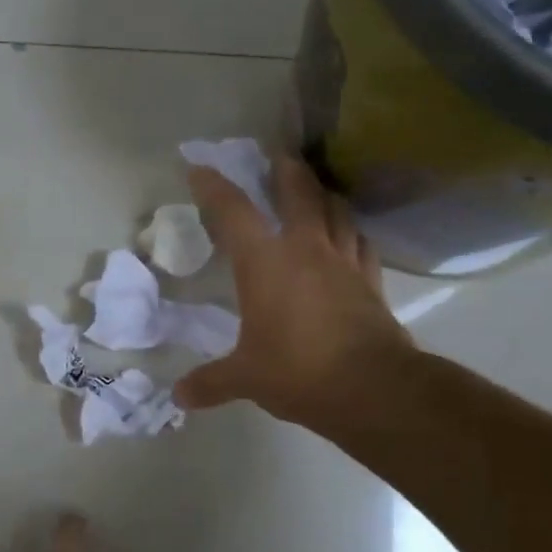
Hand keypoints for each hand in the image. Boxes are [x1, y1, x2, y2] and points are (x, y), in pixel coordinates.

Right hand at [174, 153, 414, 434]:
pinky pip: (362, 243)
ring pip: (336, 209)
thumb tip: (178, 396)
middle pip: (297, 191)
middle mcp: (305, 249)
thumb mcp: (246, 378)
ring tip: (315, 188)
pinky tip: (350, 233)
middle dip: (284, 169)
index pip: (233, 211)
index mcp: (265, 262)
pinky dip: (352, 231)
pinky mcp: (371, 281)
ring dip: (323, 193)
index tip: (199, 169)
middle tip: (277, 155)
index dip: (214, 186)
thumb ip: (211, 382)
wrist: (372, 388)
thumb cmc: (298, 371)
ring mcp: (343, 261)